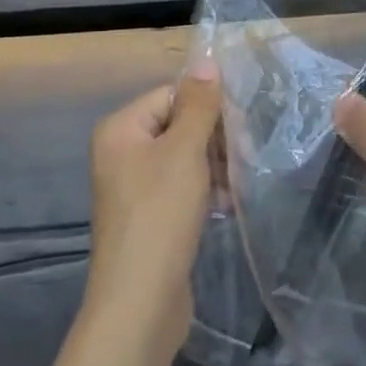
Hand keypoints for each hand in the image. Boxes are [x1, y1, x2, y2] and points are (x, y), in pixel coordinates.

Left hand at [82, 65, 220, 365]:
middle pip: (178, 125)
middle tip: (244, 158)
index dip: (206, 108)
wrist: (139, 305)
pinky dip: (205, 191)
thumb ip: (199, 105)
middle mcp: (121, 153)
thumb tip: (206, 61)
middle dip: (214, 140)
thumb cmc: (160, 216)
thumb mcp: (184, 151)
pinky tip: (227, 204)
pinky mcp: (148, 217)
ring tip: (237, 185)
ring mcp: (133, 188)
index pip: (172, 95)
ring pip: (184, 158)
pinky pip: (181, 187)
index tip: (239, 128)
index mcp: (121, 129)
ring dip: (214, 166)